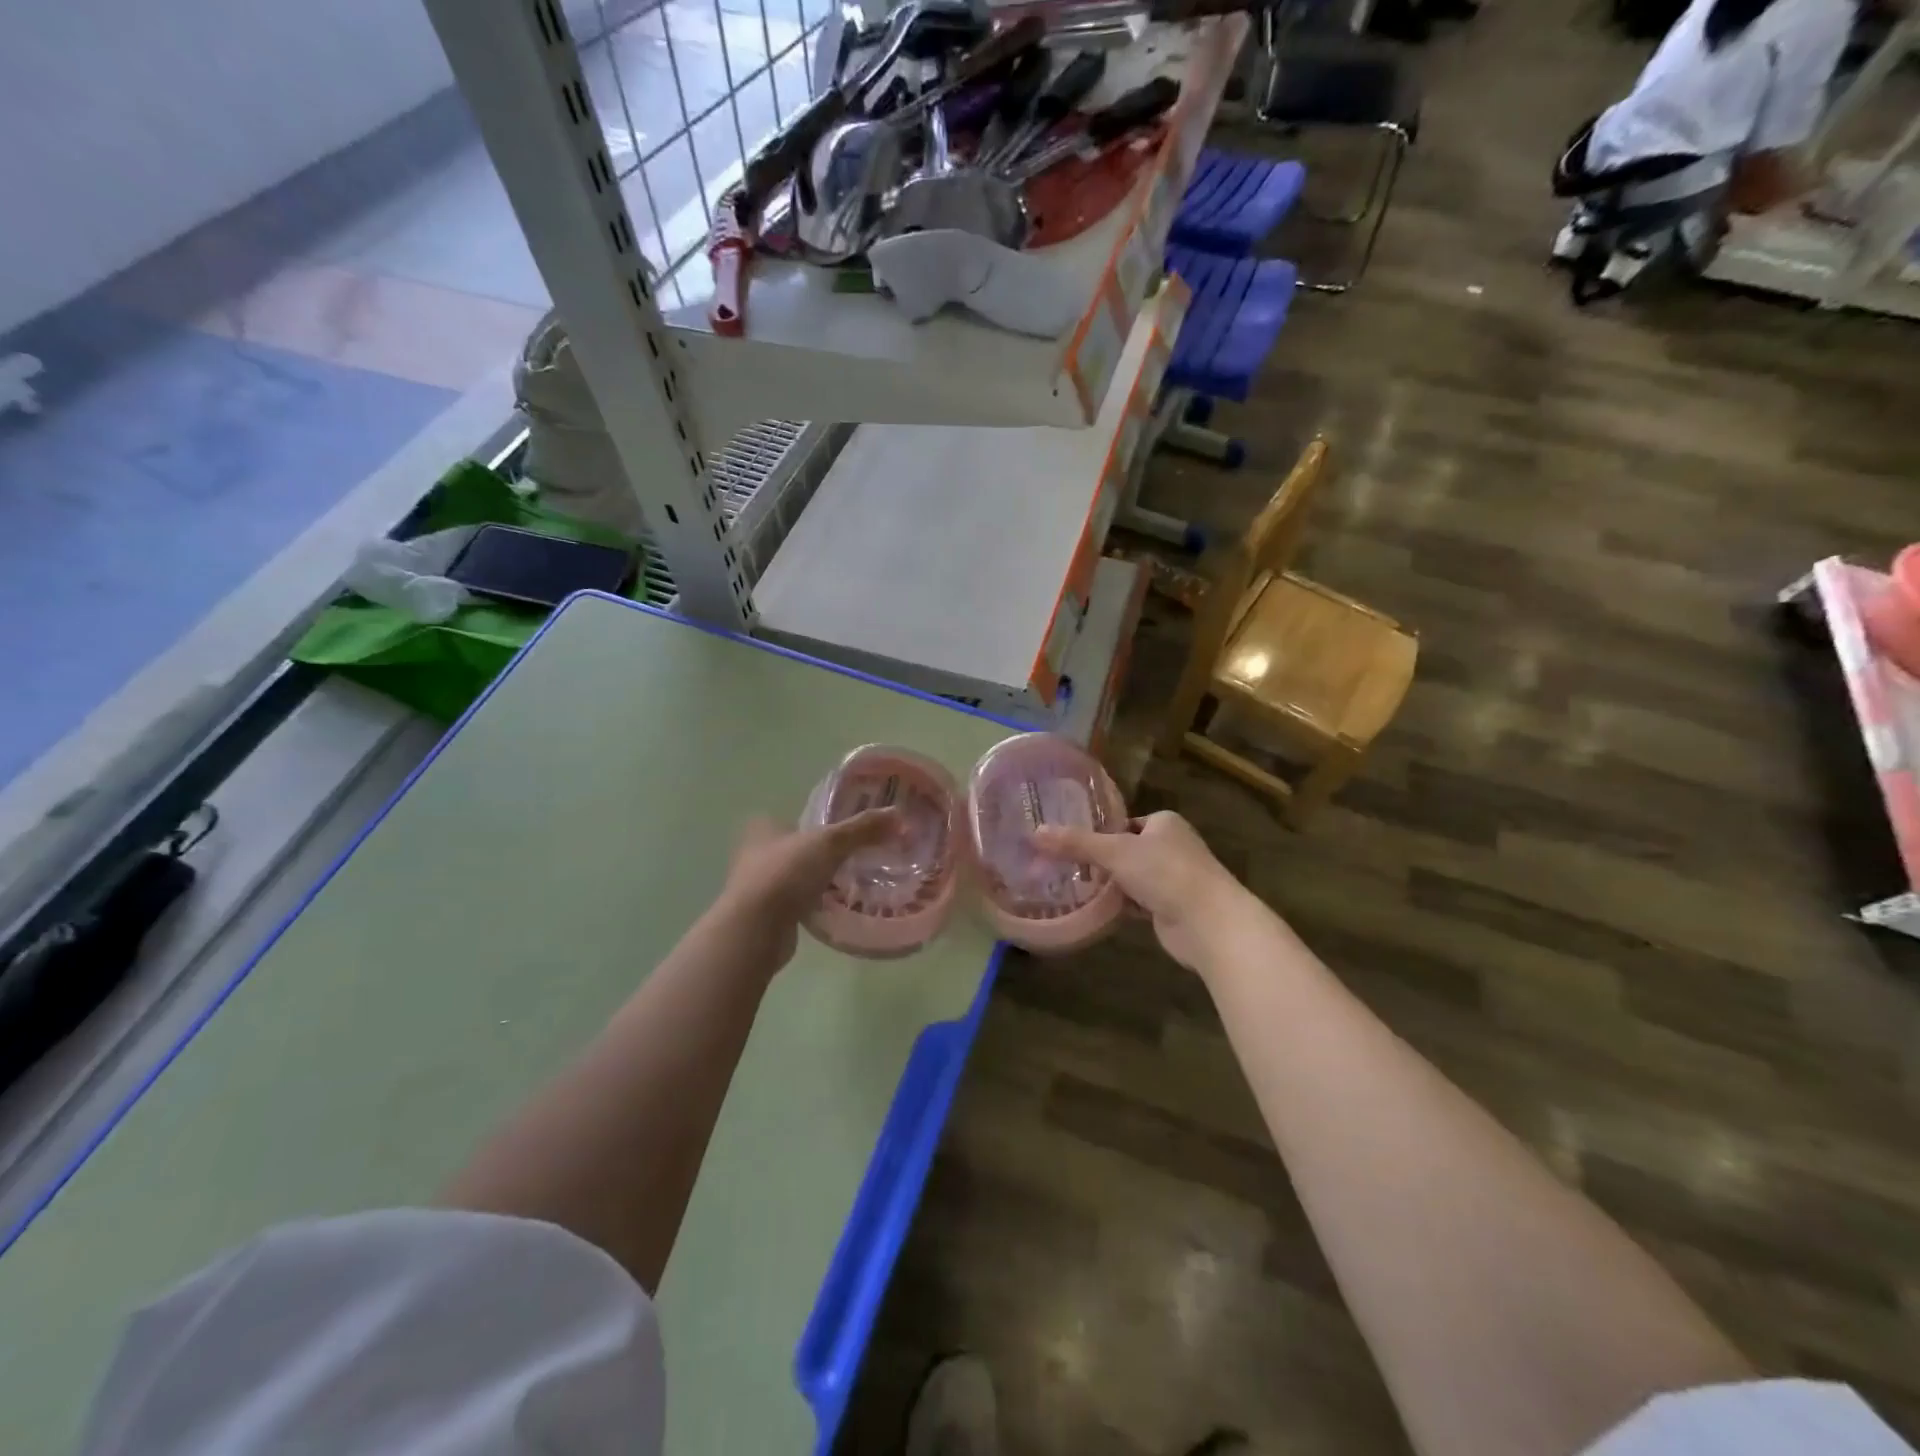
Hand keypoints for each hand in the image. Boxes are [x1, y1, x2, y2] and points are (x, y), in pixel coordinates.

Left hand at [716, 811, 901, 969]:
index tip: (849, 831)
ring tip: (852, 882)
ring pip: (797, 876)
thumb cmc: (787, 873)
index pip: (798, 817)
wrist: (755, 929)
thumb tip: (899, 814)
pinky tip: (835, 907)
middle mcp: (755, 852)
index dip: (823, 822)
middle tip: (857, 857)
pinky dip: (813, 903)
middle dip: (823, 853)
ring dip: (818, 880)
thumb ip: (863, 828)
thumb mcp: (830, 843)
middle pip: (799, 847)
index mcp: (764, 826)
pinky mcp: (765, 914)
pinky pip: (796, 902)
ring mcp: (758, 886)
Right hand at [1033, 810, 1252, 972]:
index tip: (1069, 843)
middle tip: (1063, 867)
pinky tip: (1095, 909)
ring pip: (1131, 877)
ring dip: (1109, 884)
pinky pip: (1138, 901)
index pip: (1124, 822)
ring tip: (1071, 887)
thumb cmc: (1166, 873)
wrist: (1209, 923)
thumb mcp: (1115, 852)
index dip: (1099, 832)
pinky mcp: (1171, 908)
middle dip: (1100, 861)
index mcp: (1164, 823)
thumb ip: (1076, 843)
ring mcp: (1173, 879)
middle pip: (1125, 850)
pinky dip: (1120, 904)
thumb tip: (1034, 833)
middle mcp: (1171, 847)